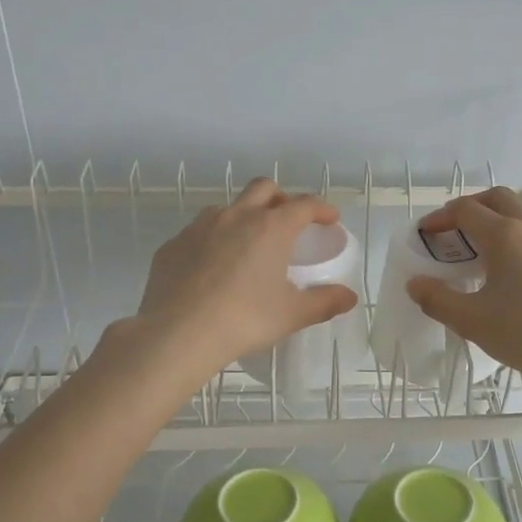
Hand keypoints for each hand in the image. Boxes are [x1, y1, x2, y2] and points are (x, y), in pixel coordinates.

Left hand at [131, 178, 357, 384]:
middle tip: (289, 221)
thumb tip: (349, 297)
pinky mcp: (173, 245)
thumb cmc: (244, 320)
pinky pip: (198, 232)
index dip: (321, 208)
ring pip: (228, 207)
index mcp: (271, 228)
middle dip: (281, 198)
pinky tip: (212, 268)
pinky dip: (213, 240)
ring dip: (244, 216)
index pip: (304, 204)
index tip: (330, 219)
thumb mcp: (292, 315)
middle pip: (264, 188)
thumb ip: (324, 302)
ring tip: (248, 244)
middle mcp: (236, 216)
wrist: (178, 333)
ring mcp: (199, 227)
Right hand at [407, 187, 521, 389]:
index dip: (440, 217)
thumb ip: (438, 300)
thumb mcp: (474, 322)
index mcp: (505, 235)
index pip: (465, 209)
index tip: (426, 234)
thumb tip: (416, 283)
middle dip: (472, 207)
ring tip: (487, 255)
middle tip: (455, 231)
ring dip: (500, 224)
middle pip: (498, 198)